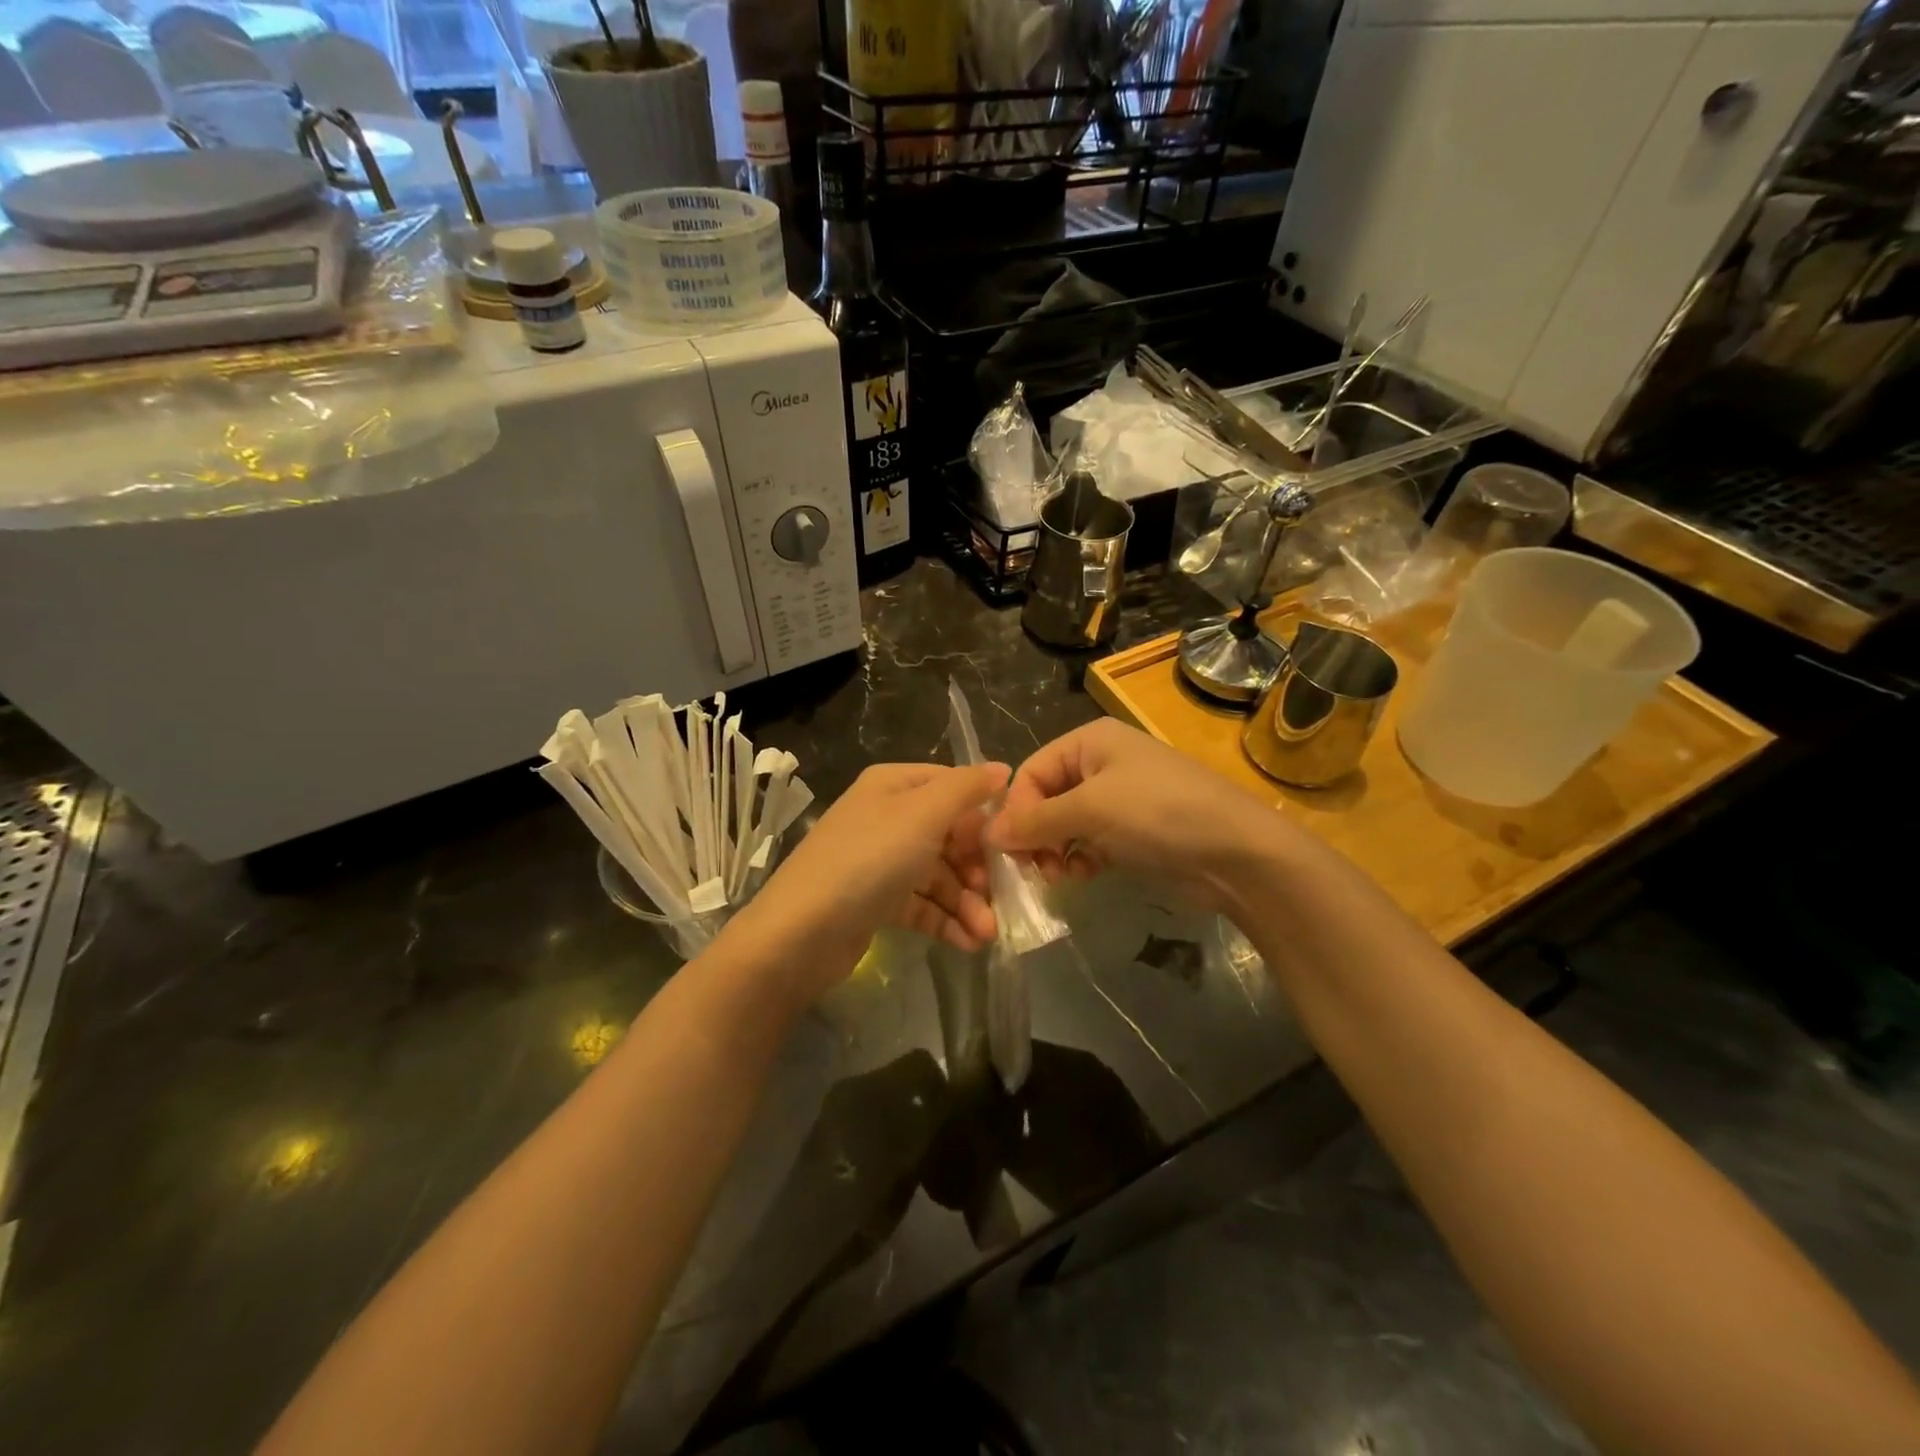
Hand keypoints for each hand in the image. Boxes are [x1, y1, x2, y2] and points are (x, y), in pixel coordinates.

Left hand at [724, 762, 1008, 994]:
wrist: (801, 932)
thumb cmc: (869, 859)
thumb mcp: (923, 813)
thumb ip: (966, 788)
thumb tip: (1002, 768)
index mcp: (894, 785)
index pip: (953, 787)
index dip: (985, 813)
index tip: (1013, 844)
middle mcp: (888, 817)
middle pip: (950, 835)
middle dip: (978, 869)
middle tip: (1002, 899)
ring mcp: (881, 860)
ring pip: (938, 875)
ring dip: (967, 902)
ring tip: (987, 934)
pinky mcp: (877, 901)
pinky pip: (922, 904)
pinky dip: (946, 920)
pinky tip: (969, 943)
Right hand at [988, 720, 1283, 909]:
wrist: (1237, 852)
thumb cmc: (1159, 813)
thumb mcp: (1091, 810)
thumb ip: (1036, 821)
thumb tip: (988, 834)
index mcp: (1090, 741)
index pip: (1031, 771)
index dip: (1016, 809)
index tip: (1011, 849)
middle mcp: (1101, 763)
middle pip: (1046, 798)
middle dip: (1036, 834)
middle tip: (1034, 869)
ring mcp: (1120, 799)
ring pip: (1065, 824)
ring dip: (1055, 851)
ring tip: (1060, 876)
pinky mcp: (1133, 832)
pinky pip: (1089, 842)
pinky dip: (1080, 858)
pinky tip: (1085, 875)